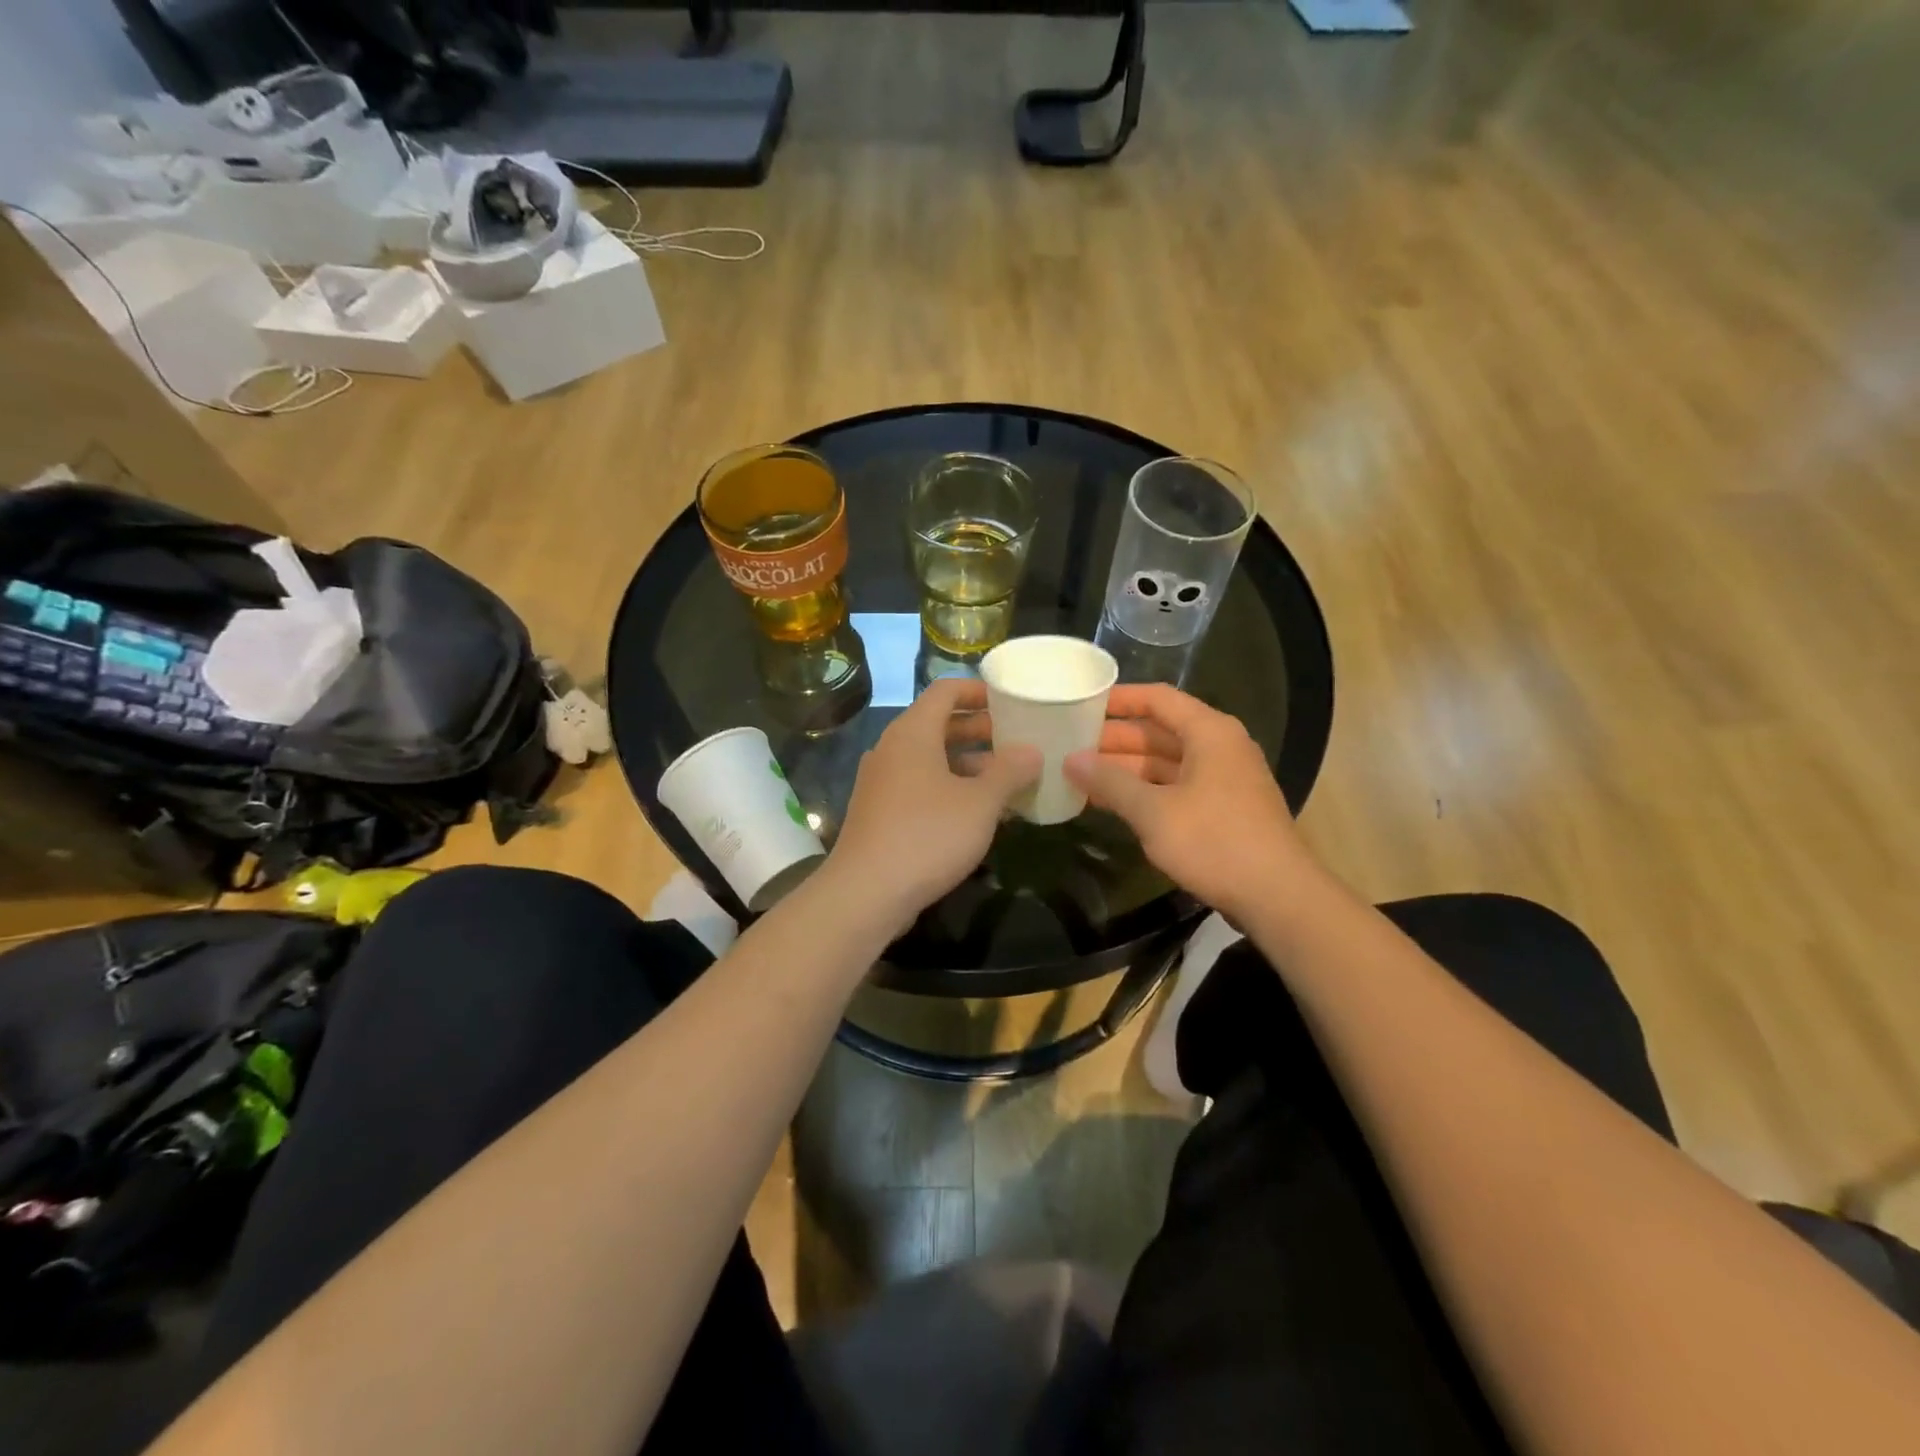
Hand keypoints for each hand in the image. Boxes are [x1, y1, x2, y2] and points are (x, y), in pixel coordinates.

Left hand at [825, 678, 1040, 936]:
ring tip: (1008, 780)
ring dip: (968, 764)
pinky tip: (978, 813)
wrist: (866, 893)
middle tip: (1018, 741)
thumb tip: (1031, 751)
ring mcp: (882, 781)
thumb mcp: (980, 803)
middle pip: (939, 724)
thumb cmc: (928, 835)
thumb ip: (1010, 772)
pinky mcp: (879, 811)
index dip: (979, 690)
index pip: (946, 690)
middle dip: (980, 730)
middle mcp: (892, 748)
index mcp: (913, 732)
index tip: (1011, 702)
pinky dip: (950, 788)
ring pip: (931, 758)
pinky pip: (920, 785)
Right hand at [1064, 684, 1313, 918]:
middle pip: (1161, 731)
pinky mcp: (1224, 809)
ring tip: (1083, 777)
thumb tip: (1071, 760)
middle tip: (1071, 747)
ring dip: (1127, 769)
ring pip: (1167, 762)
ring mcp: (1224, 779)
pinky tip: (1115, 804)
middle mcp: (1220, 747)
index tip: (1082, 704)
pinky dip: (1146, 791)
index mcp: (1209, 733)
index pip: (1158, 699)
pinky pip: (1177, 787)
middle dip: (1116, 740)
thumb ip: (1110, 782)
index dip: (1119, 699)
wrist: (1277, 896)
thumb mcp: (1153, 812)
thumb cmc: (1214, 842)